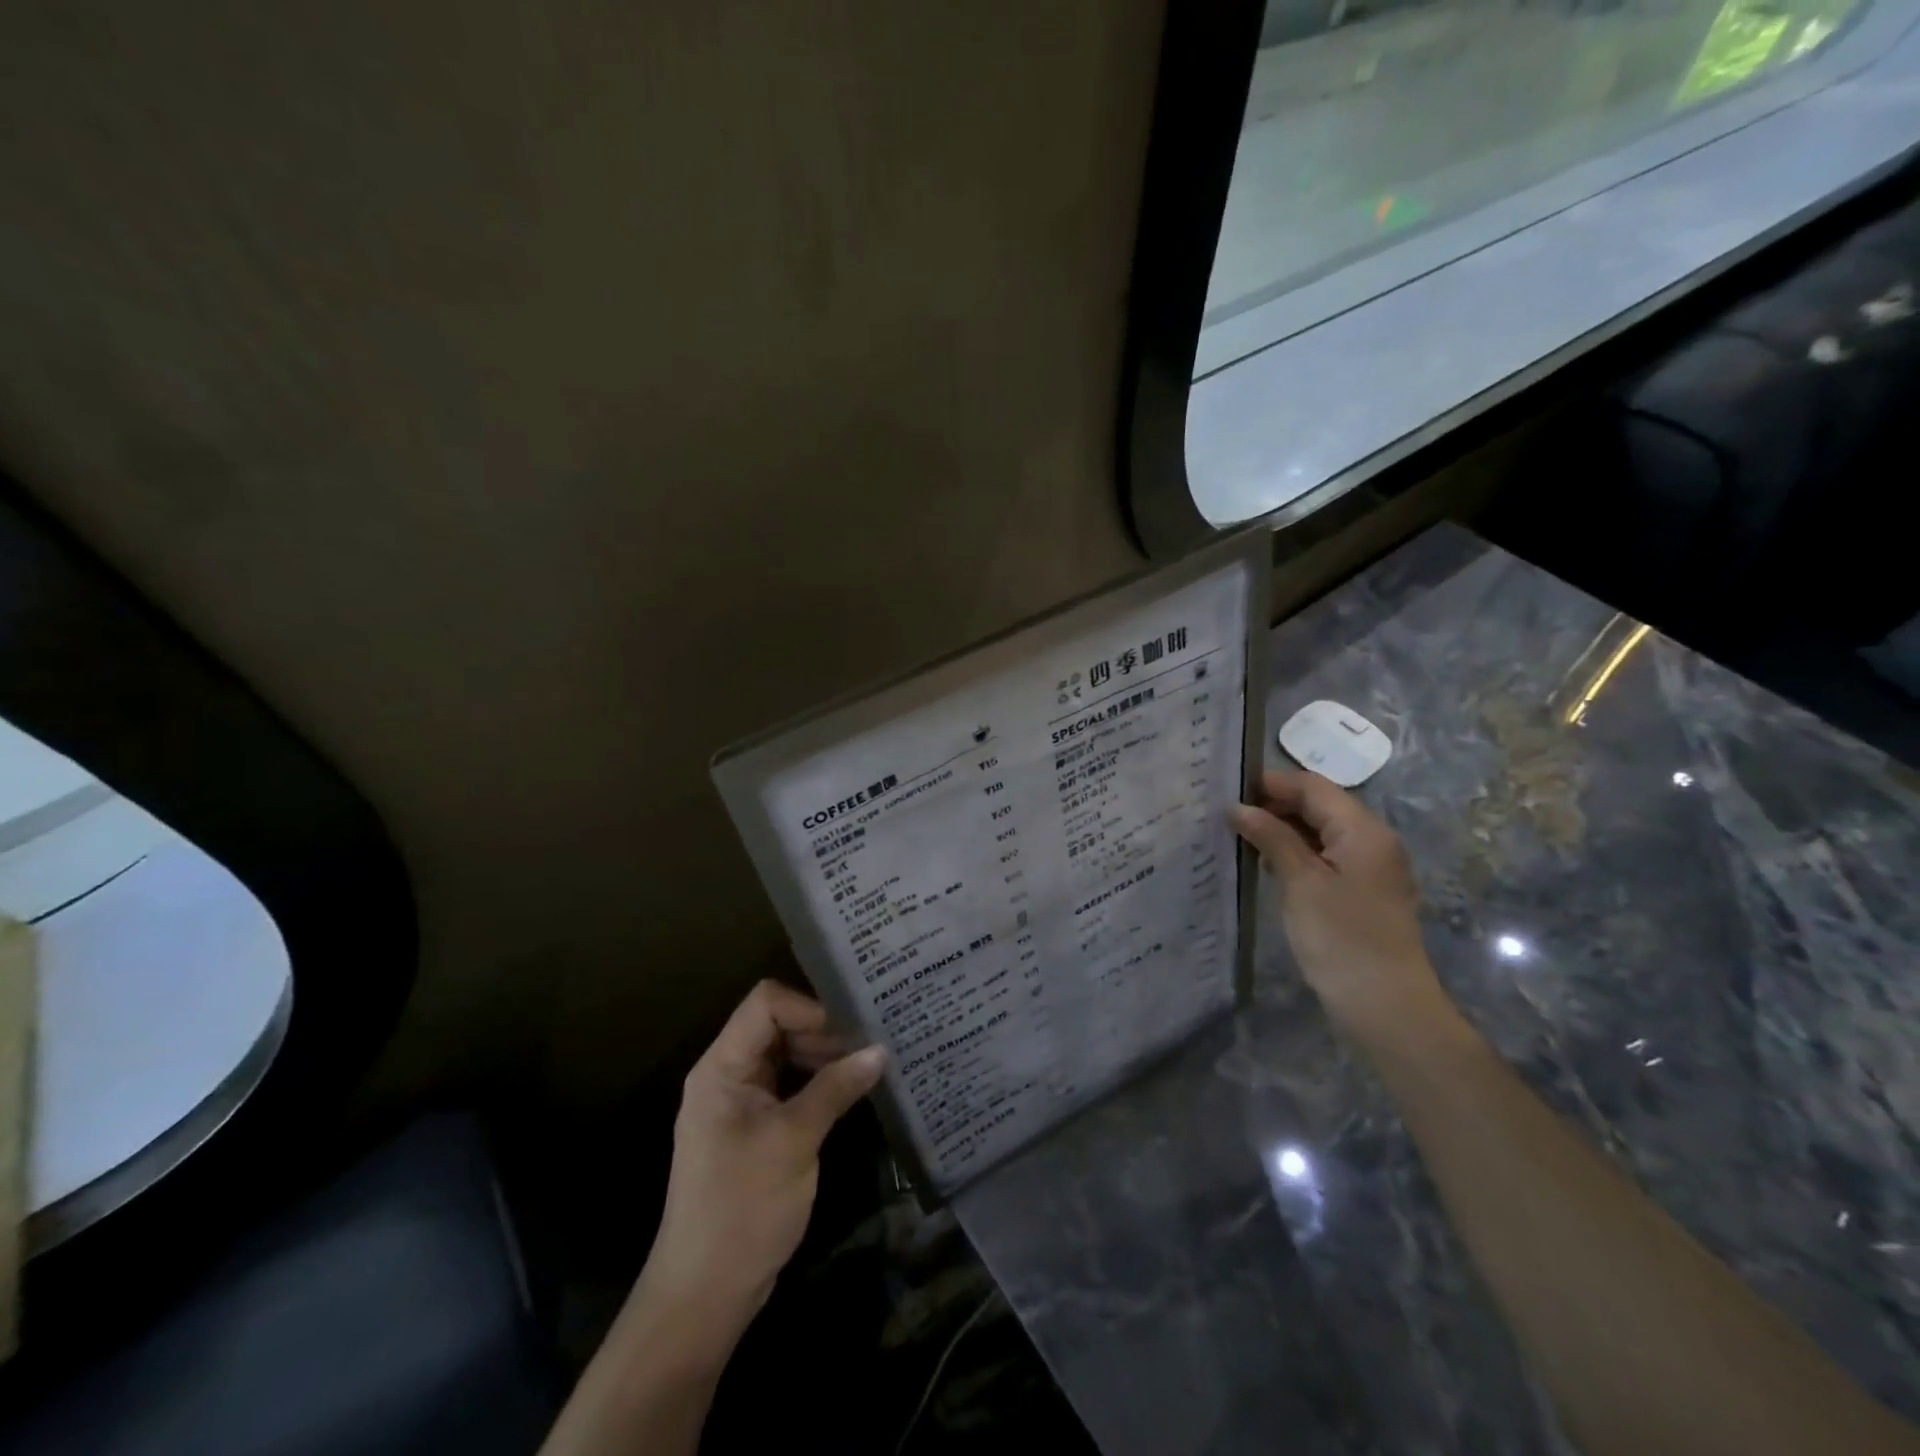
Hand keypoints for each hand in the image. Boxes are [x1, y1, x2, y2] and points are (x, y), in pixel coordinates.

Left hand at [640, 980, 885, 1344]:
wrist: (703, 1296)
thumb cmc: (742, 1209)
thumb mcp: (794, 1142)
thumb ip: (835, 1090)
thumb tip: (881, 1051)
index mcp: (722, 1067)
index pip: (766, 1004)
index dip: (809, 1007)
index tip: (851, 1030)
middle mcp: (728, 1074)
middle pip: (778, 1025)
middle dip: (824, 1031)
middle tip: (871, 1045)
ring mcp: (741, 1102)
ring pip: (786, 1055)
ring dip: (825, 1057)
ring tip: (870, 1065)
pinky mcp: (755, 1128)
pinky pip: (789, 1086)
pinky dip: (819, 1083)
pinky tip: (852, 1091)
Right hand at [1231, 770, 1453, 1043]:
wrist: (1385, 1006)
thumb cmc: (1341, 937)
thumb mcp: (1300, 882)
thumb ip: (1271, 837)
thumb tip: (1238, 807)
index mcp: (1362, 830)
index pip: (1313, 787)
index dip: (1270, 783)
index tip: (1227, 790)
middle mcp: (1371, 840)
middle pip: (1319, 806)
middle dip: (1274, 805)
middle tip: (1226, 815)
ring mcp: (1368, 868)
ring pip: (1320, 832)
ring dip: (1282, 830)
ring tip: (1238, 837)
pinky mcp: (1360, 892)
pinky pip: (1324, 857)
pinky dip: (1294, 853)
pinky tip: (1265, 864)